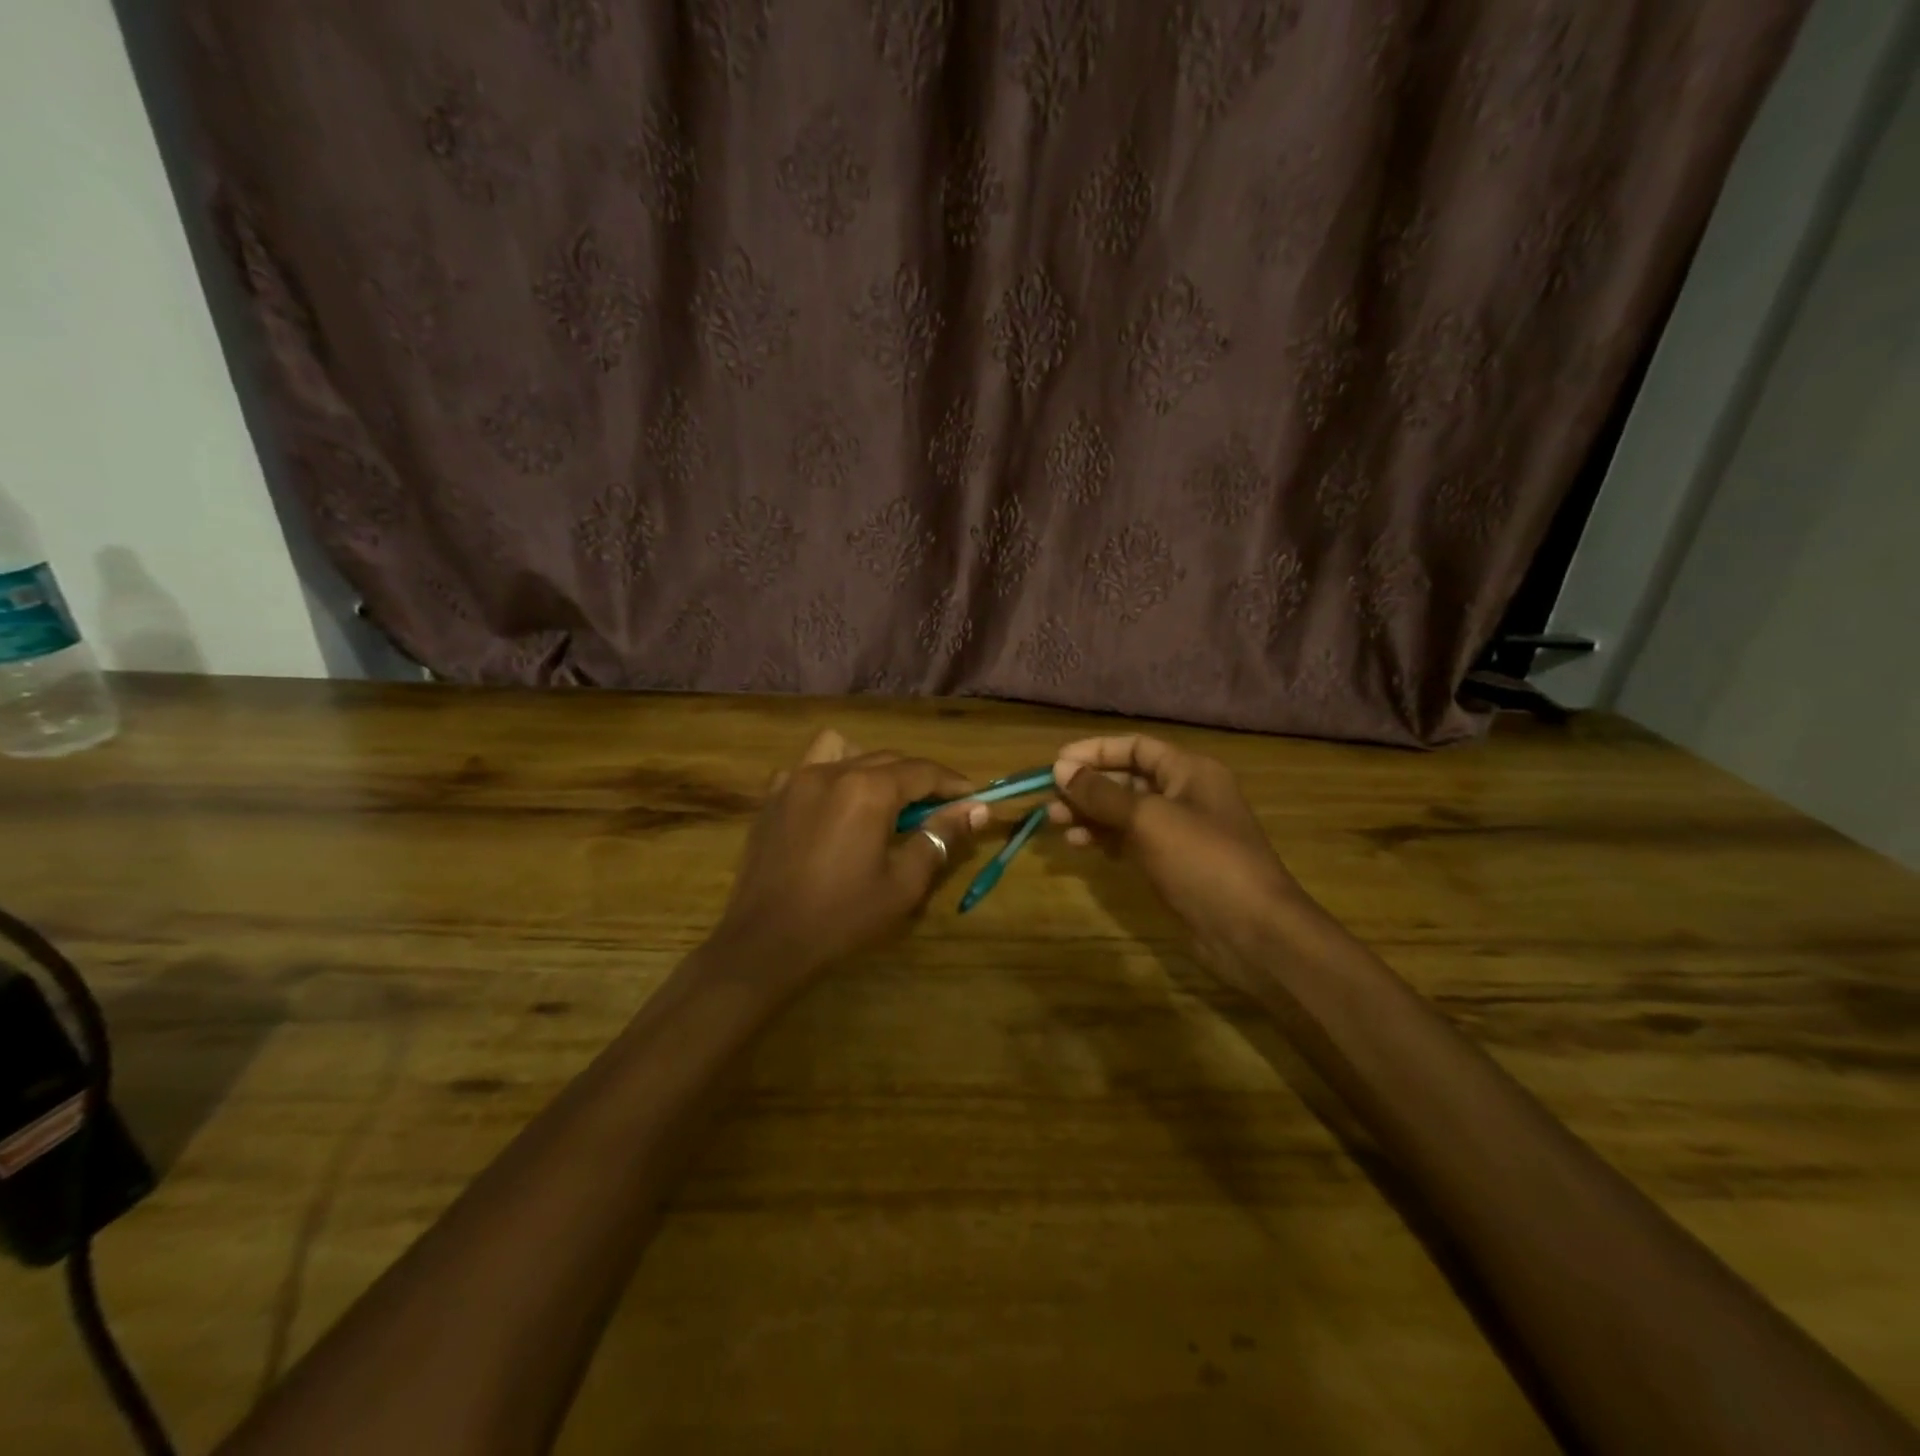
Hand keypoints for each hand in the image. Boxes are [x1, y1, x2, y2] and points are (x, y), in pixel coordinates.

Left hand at [710, 729, 983, 990]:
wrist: (766, 943)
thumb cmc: (842, 916)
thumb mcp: (904, 882)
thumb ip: (941, 836)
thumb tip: (978, 809)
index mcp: (867, 789)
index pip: (923, 771)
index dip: (953, 784)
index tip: (974, 798)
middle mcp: (831, 771)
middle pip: (888, 758)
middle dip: (918, 778)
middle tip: (938, 807)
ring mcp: (794, 780)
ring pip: (843, 749)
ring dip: (869, 764)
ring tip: (880, 798)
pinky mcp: (771, 798)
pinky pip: (805, 767)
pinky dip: (827, 775)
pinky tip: (832, 807)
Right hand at [1049, 734, 1301, 990]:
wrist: (1251, 930)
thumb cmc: (1203, 860)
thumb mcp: (1148, 820)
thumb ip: (1102, 793)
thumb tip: (1060, 768)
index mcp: (1189, 771)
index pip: (1136, 747)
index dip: (1095, 751)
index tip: (1057, 763)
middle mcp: (1186, 794)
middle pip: (1128, 779)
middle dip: (1088, 786)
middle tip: (1050, 799)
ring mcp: (1180, 831)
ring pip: (1126, 812)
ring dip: (1091, 814)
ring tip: (1056, 823)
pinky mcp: (1173, 863)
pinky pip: (1132, 840)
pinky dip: (1106, 839)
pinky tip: (1081, 846)